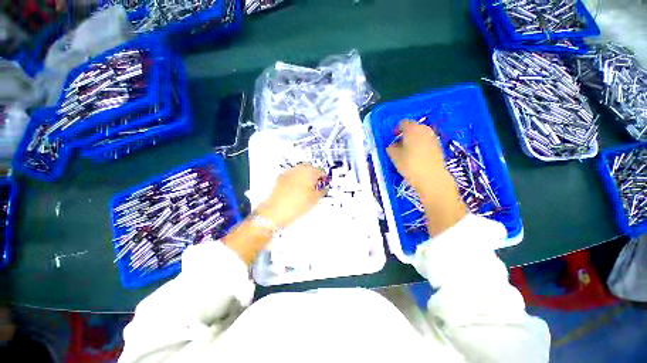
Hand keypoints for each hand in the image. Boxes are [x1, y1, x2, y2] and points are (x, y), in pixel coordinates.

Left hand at [256, 164, 325, 227]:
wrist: (276, 211)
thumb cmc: (298, 204)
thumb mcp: (314, 200)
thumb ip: (322, 191)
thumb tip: (324, 188)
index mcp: (309, 173)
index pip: (320, 171)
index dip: (324, 177)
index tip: (325, 183)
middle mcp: (299, 169)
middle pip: (310, 168)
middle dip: (314, 174)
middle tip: (317, 184)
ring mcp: (289, 172)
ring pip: (300, 170)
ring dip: (305, 175)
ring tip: (307, 186)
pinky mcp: (281, 177)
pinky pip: (292, 174)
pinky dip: (296, 178)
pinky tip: (297, 187)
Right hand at [387, 121, 445, 192]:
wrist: (431, 177)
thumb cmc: (410, 164)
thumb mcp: (394, 156)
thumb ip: (391, 148)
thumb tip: (392, 145)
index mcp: (412, 129)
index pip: (403, 123)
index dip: (397, 129)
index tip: (393, 137)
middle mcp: (424, 129)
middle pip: (413, 127)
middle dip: (406, 134)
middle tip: (399, 144)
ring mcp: (433, 137)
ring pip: (421, 134)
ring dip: (414, 139)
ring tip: (408, 150)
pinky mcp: (438, 146)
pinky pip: (426, 141)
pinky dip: (421, 144)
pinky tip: (417, 155)